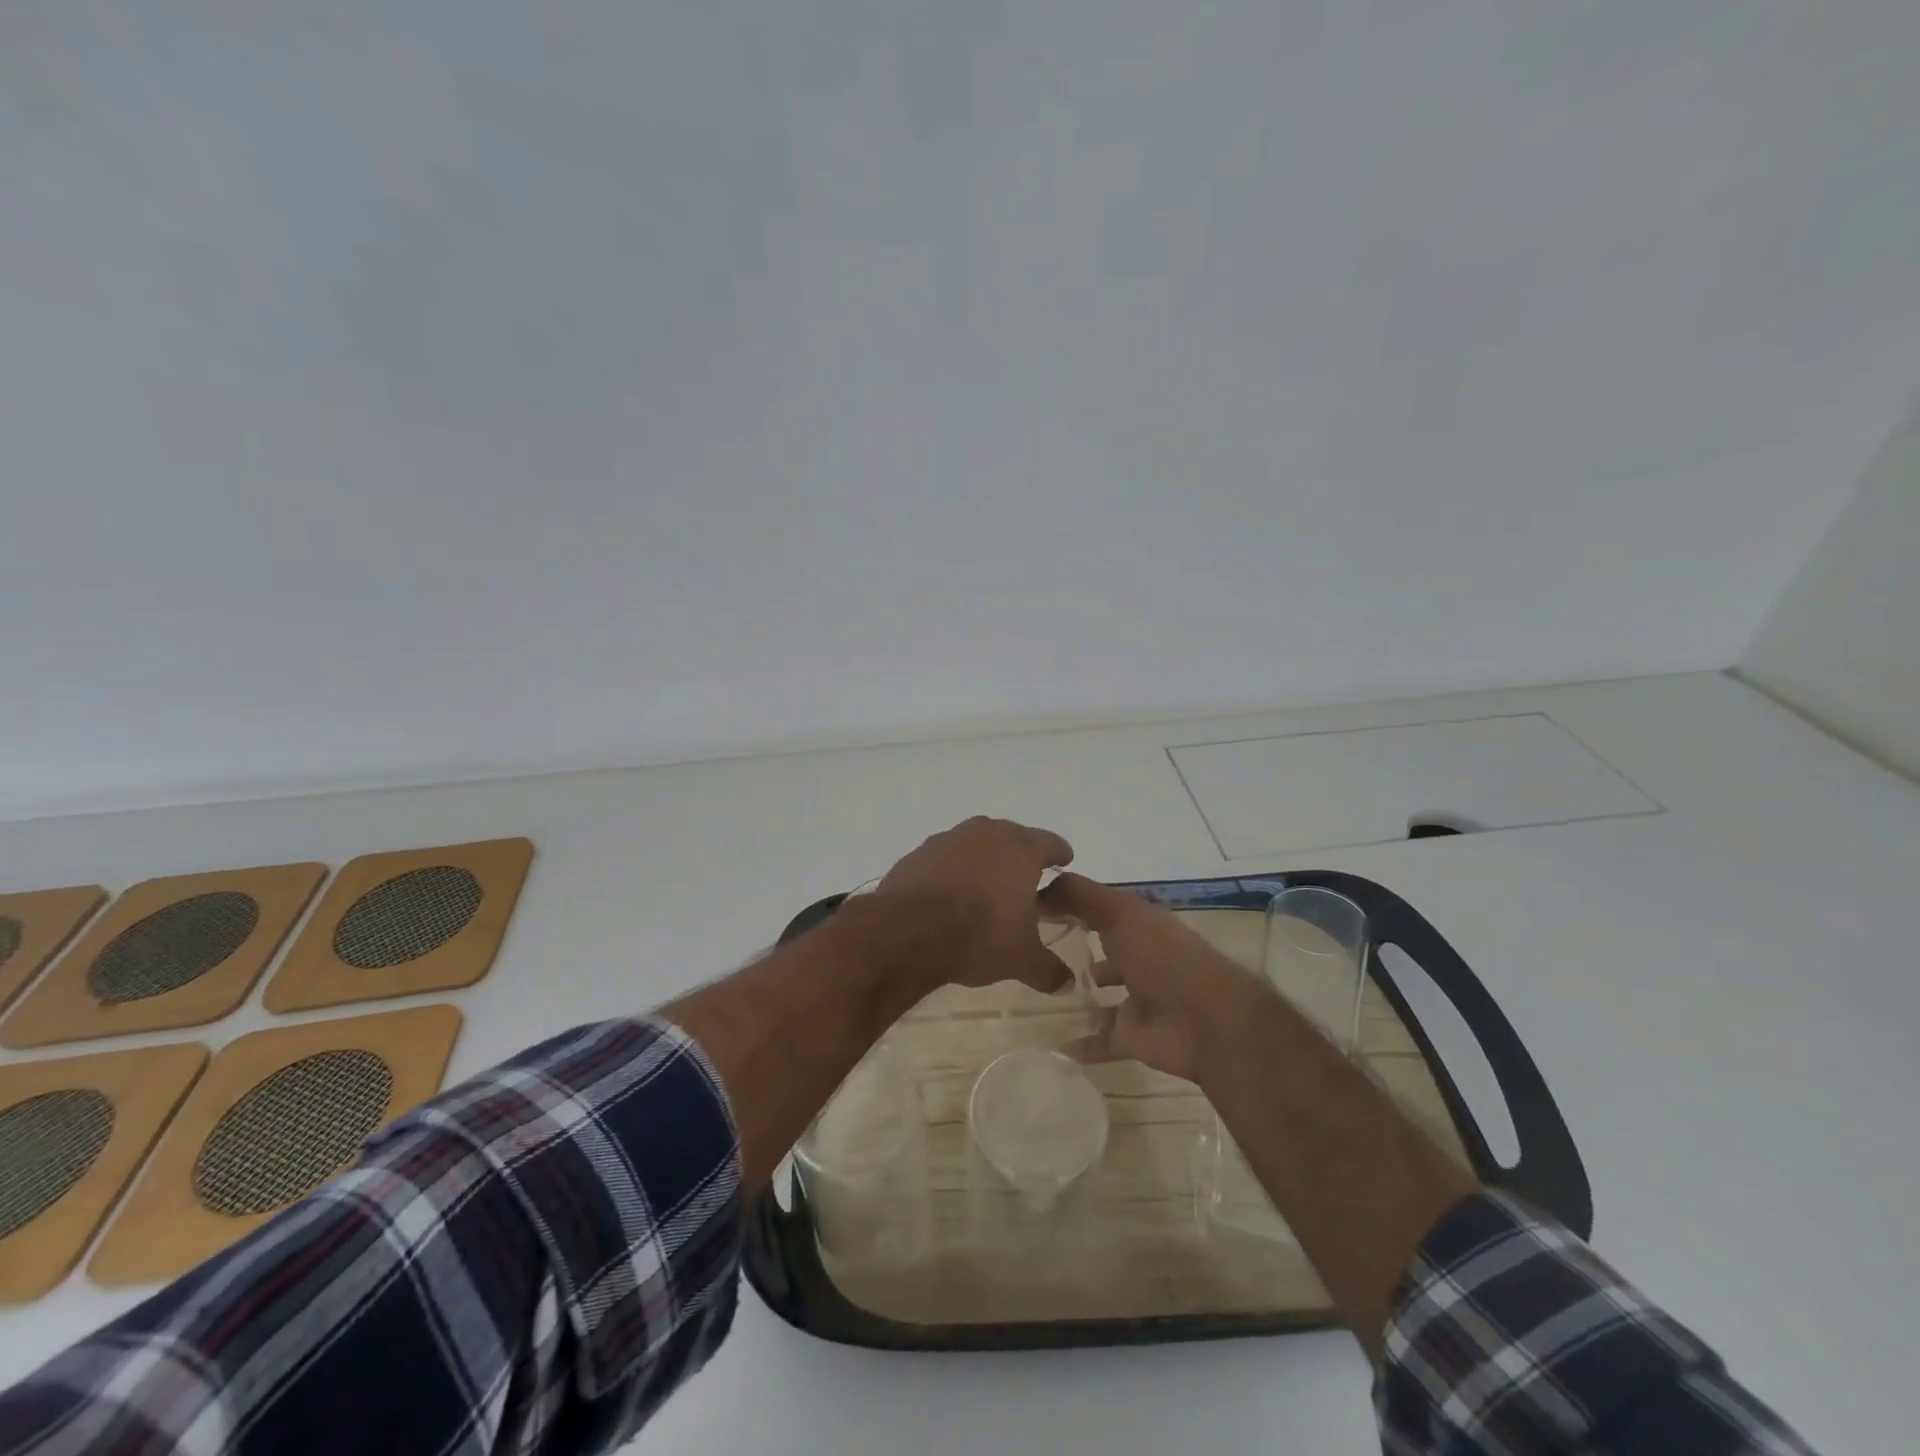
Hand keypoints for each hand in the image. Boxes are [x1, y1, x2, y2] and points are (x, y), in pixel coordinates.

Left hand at [873, 817, 1075, 993]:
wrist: (908, 930)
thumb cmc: (980, 934)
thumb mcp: (1021, 959)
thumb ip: (1048, 969)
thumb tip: (1067, 983)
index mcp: (1020, 849)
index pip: (1050, 843)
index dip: (1060, 853)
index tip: (1065, 860)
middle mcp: (986, 834)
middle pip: (1011, 837)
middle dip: (1019, 855)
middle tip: (1026, 876)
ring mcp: (947, 840)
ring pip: (974, 844)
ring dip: (983, 860)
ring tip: (986, 886)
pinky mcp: (916, 854)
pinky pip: (943, 859)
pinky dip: (951, 871)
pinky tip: (949, 894)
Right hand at [1039, 872, 1264, 1081]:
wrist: (1205, 1021)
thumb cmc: (1161, 956)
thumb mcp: (1119, 912)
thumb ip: (1080, 896)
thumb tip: (1040, 885)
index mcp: (1140, 924)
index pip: (1101, 909)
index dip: (1071, 904)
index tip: (1032, 905)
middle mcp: (1140, 958)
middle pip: (1106, 950)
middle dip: (1081, 946)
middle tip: (1038, 947)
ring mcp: (1138, 1000)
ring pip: (1106, 996)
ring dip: (1085, 994)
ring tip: (1048, 990)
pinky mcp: (1134, 1037)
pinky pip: (1102, 1041)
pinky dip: (1083, 1045)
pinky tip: (1056, 1046)